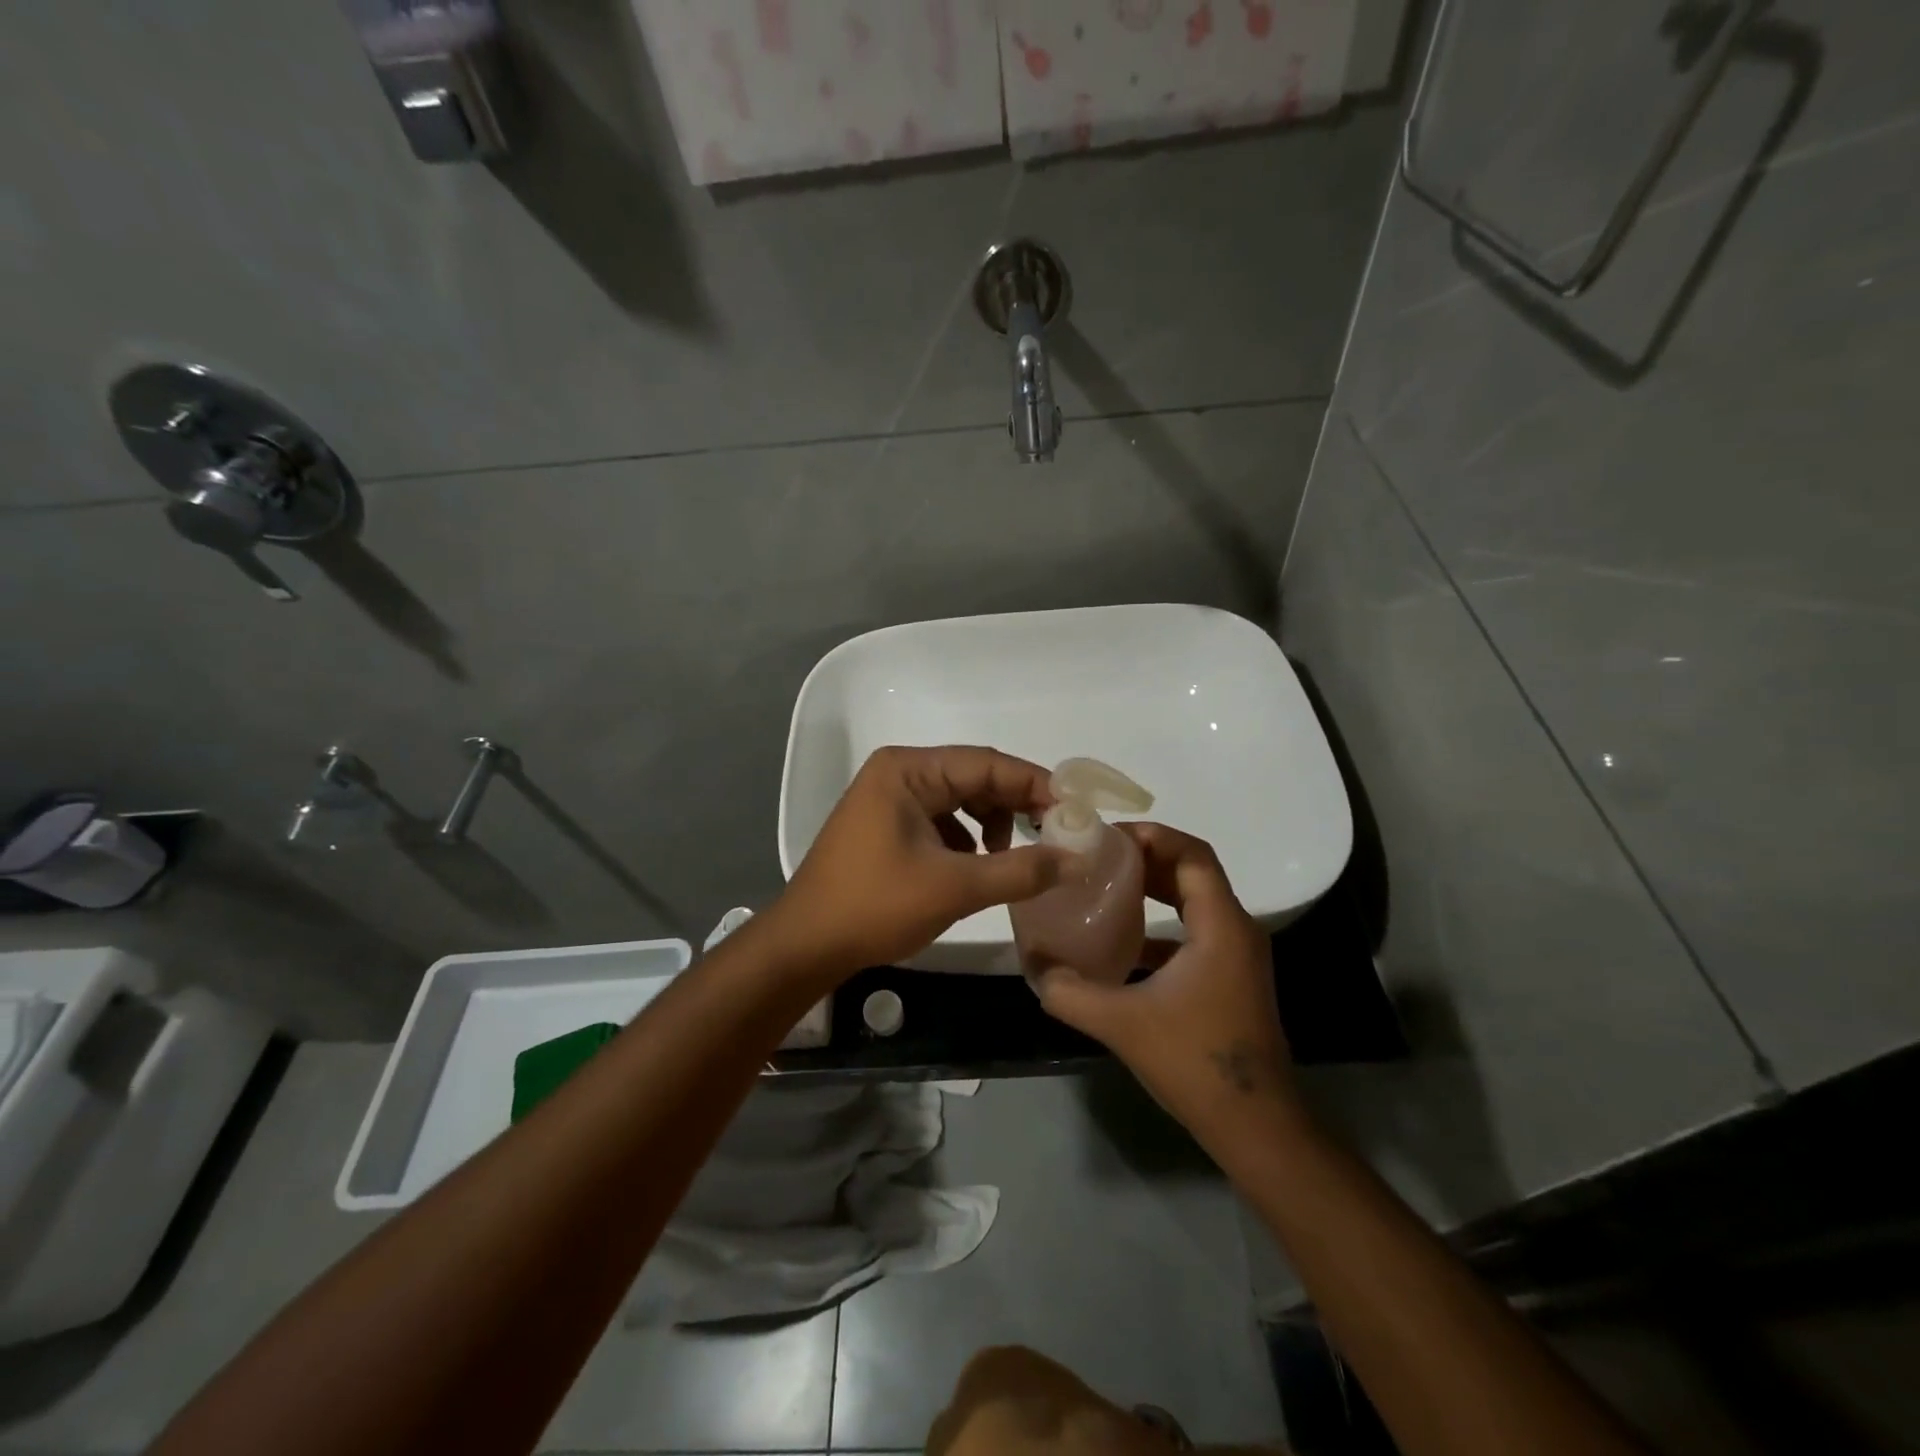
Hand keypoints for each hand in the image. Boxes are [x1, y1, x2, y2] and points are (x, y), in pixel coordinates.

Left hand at [771, 745, 1068, 976]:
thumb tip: (1078, 859)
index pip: (987, 763)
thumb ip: (1021, 870)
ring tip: (1010, 858)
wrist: (806, 945)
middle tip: (1056, 834)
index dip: (1036, 784)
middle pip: (974, 777)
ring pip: (960, 799)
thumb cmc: (875, 905)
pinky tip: (976, 867)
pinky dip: (967, 838)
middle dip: (1016, 805)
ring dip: (992, 823)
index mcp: (908, 770)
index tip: (1076, 809)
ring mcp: (889, 798)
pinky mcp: (887, 825)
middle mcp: (899, 772)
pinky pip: (941, 819)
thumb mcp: (955, 887)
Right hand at [1032, 823, 1304, 1142]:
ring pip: (1194, 901)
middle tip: (1098, 857)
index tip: (1107, 837)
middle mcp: (1236, 930)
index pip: (1192, 854)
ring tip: (1105, 887)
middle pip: (1192, 872)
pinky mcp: (1230, 978)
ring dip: (1154, 889)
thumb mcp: (1121, 1023)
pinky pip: (1194, 932)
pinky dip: (1161, 924)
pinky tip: (1123, 942)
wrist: (1256, 1126)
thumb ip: (1069, 991)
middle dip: (1146, 858)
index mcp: (1220, 926)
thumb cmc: (1195, 1062)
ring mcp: (1236, 956)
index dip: (1151, 836)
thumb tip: (1034, 966)